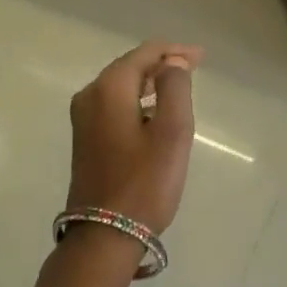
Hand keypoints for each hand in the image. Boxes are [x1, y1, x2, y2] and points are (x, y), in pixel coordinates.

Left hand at [66, 40, 203, 234]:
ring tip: (179, 87)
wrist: (105, 236)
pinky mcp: (86, 139)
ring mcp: (83, 119)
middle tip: (194, 67)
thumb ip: (175, 88)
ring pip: (121, 86)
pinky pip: (114, 105)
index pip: (144, 54)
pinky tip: (155, 112)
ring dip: (150, 83)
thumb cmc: (145, 183)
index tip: (202, 57)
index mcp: (108, 89)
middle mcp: (89, 96)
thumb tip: (172, 64)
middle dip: (162, 64)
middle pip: (130, 66)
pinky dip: (137, 100)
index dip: (174, 51)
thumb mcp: (172, 132)